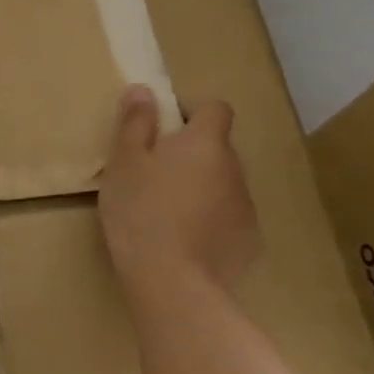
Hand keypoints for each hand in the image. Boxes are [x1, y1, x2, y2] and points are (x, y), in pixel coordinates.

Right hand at [98, 85, 258, 299]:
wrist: (173, 282)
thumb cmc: (141, 211)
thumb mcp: (124, 162)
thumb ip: (135, 123)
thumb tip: (144, 91)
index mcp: (205, 144)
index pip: (215, 109)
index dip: (192, 112)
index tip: (163, 128)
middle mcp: (235, 169)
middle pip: (217, 148)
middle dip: (191, 153)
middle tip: (153, 172)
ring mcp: (246, 208)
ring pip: (223, 183)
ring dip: (201, 187)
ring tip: (165, 210)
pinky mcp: (249, 243)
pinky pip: (228, 217)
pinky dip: (210, 220)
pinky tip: (183, 239)